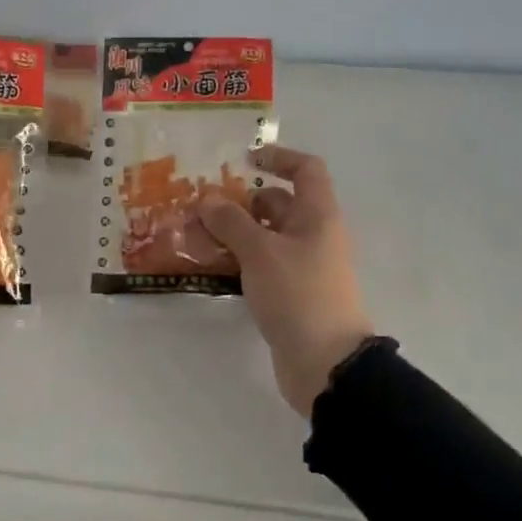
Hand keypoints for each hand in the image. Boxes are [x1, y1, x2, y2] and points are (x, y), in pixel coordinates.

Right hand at [196, 146, 374, 417]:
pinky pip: (263, 264)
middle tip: (201, 206)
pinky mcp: (291, 293)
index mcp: (318, 215)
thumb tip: (209, 200)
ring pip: (267, 236)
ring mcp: (304, 266)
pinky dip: (240, 259)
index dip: (278, 157)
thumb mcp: (260, 252)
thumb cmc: (298, 294)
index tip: (244, 160)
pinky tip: (211, 266)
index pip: (306, 170)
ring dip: (235, 232)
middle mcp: (314, 235)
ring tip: (196, 235)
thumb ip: (231, 222)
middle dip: (242, 201)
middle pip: (279, 204)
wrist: (326, 363)